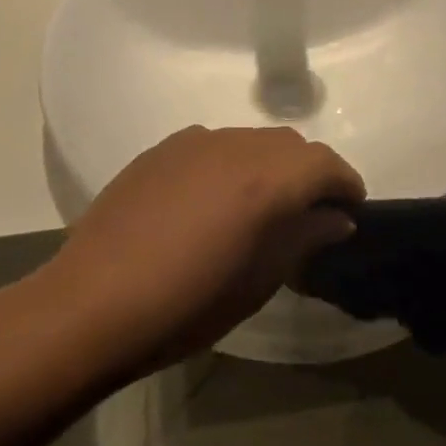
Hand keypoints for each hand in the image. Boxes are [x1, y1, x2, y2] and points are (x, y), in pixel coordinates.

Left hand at [51, 125, 362, 367]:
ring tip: (260, 205)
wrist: (93, 303)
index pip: (325, 163)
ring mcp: (192, 143)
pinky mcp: (160, 150)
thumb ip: (304, 238)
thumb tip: (336, 218)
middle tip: (310, 212)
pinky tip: (212, 200)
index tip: (352, 209)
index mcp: (267, 180)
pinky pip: (212, 146)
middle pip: (290, 144)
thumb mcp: (259, 280)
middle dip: (309, 172)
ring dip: (269, 165)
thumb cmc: (187, 305)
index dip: (346, 183)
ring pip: (250, 140)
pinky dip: (230, 164)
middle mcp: (234, 147)